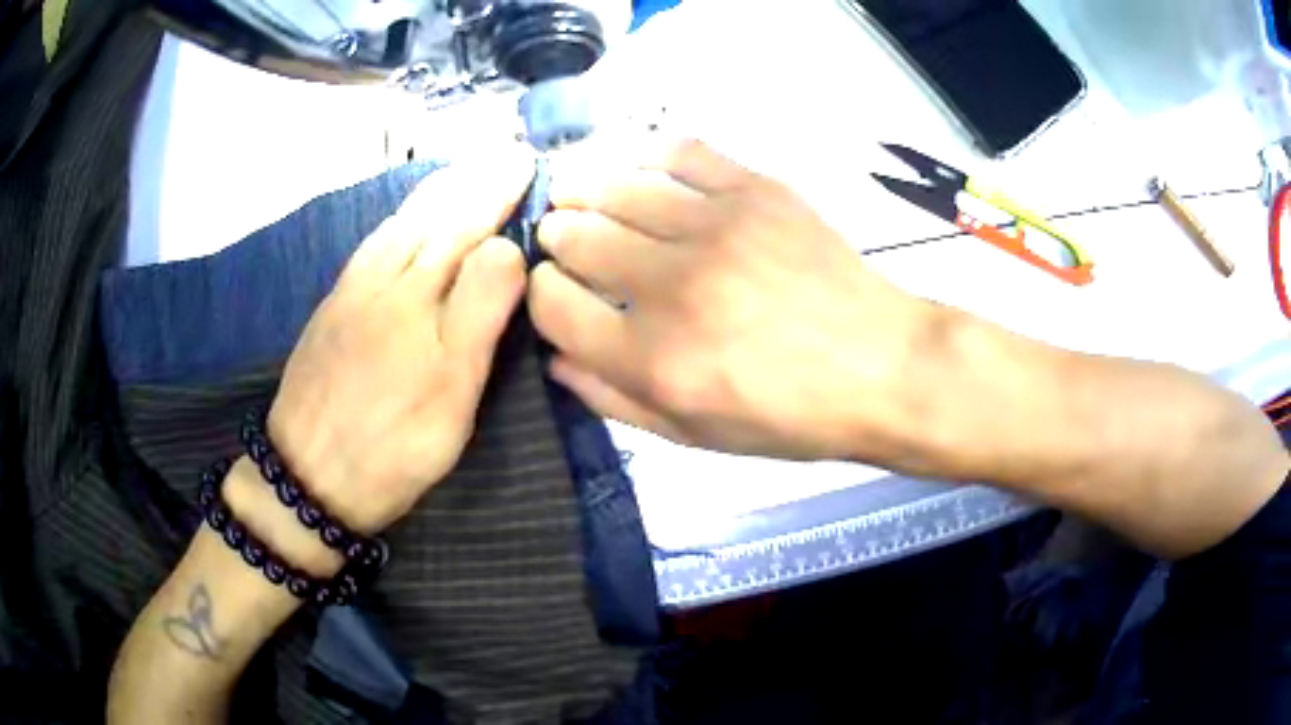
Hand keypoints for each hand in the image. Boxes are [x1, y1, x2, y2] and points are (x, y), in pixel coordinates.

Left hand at [268, 147, 533, 533]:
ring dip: (435, 192)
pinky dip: (400, 217)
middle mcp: (383, 278)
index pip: (469, 227)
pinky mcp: (331, 308)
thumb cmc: (393, 442)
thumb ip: (479, 311)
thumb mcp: (453, 390)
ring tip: (463, 173)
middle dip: (472, 180)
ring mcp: (352, 290)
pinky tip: (404, 219)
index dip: (500, 193)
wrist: (307, 475)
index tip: (527, 162)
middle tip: (503, 155)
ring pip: (399, 223)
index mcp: (419, 296)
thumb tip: (506, 245)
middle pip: (433, 215)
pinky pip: (372, 243)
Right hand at [528, 138, 937, 461]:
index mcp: (652, 360)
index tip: (557, 292)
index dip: (540, 294)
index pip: (551, 303)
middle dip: (556, 238)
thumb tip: (554, 357)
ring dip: (584, 189)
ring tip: (582, 194)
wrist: (882, 367)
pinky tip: (640, 168)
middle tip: (565, 239)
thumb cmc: (790, 416)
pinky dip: (646, 153)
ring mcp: (717, 227)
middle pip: (573, 236)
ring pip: (614, 185)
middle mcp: (673, 286)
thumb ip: (613, 399)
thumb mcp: (694, 437)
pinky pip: (679, 150)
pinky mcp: (756, 190)